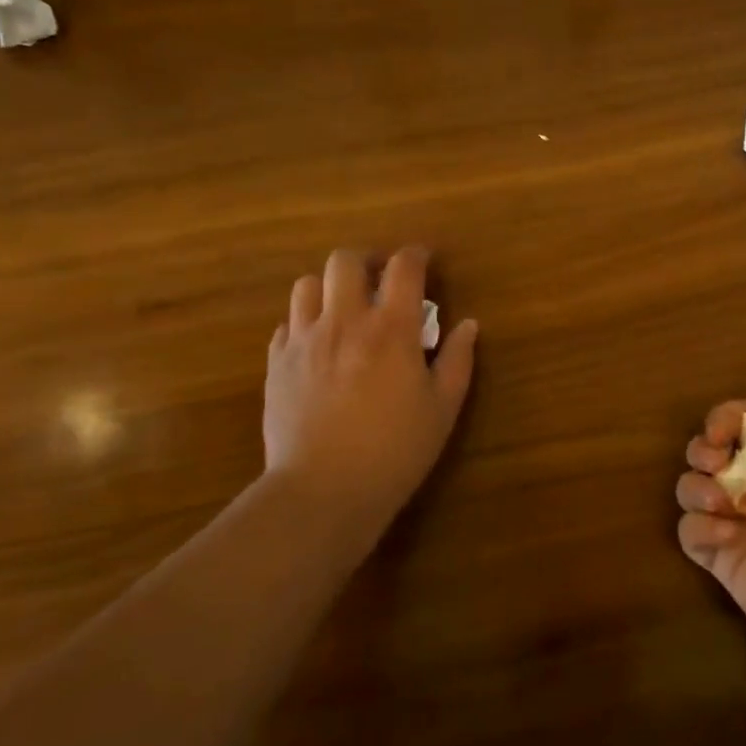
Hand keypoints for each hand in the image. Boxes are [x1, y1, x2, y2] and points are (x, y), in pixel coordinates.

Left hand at [262, 247, 476, 544]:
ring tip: (344, 309)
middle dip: (366, 261)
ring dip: (330, 288)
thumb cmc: (395, 450)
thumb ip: (458, 360)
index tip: (424, 260)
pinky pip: (287, 324)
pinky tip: (319, 345)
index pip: (403, 267)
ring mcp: (304, 340)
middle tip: (380, 280)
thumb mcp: (443, 408)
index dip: (416, 255)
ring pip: (307, 285)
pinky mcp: (277, 363)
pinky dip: (306, 322)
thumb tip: (468, 325)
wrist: (323, 490)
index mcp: (391, 328)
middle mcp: (345, 321)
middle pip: (345, 260)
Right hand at [675, 369, 745, 674]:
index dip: (722, 419)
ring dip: (698, 488)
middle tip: (717, 461)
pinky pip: (688, 531)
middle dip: (703, 450)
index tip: (722, 431)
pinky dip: (701, 529)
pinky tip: (729, 537)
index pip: (736, 422)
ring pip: (690, 488)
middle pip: (706, 452)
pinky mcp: (720, 558)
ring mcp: (735, 522)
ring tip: (725, 504)